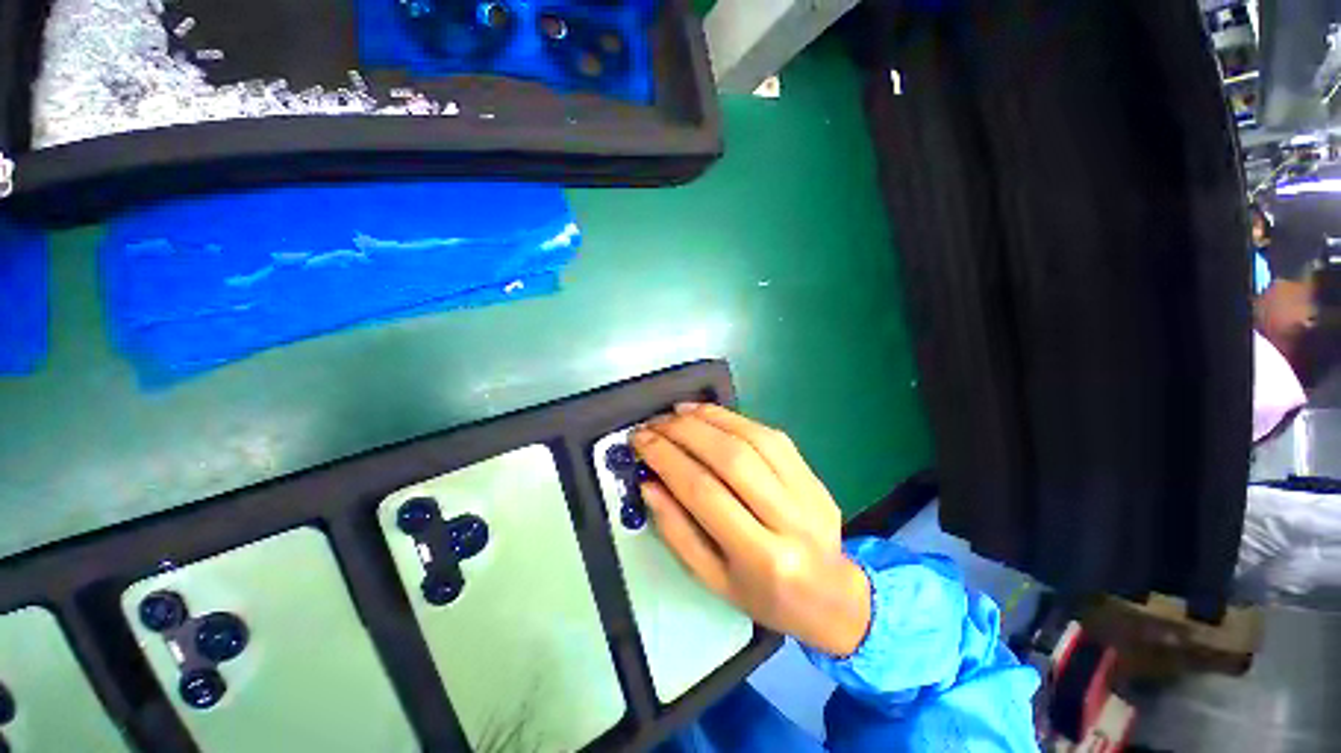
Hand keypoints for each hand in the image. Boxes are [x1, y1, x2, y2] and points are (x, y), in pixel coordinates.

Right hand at [632, 404, 871, 655]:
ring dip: (709, 418)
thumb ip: (677, 531)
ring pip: (753, 438)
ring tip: (677, 412)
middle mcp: (789, 519)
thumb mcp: (712, 578)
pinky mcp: (812, 473)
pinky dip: (735, 418)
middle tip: (655, 423)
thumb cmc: (764, 596)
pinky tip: (710, 414)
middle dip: (684, 432)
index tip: (640, 441)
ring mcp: (807, 491)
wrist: (833, 596)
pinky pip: (771, 435)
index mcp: (760, 557)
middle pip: (730, 458)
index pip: (704, 492)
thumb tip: (649, 484)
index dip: (666, 459)